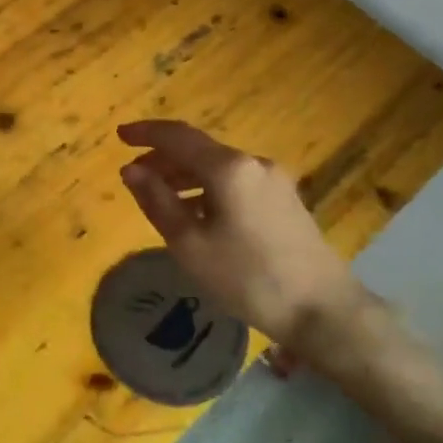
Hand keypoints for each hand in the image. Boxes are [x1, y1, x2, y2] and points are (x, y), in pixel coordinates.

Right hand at [116, 120, 366, 356]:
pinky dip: (207, 188)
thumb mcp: (190, 244)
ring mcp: (274, 181)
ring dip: (184, 175)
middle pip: (199, 150)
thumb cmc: (248, 278)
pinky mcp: (284, 200)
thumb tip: (131, 170)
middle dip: (163, 159)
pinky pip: (235, 182)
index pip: (178, 136)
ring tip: (160, 198)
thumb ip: (157, 201)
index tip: (119, 136)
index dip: (145, 133)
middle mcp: (253, 163)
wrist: (323, 309)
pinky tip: (196, 214)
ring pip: (217, 167)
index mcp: (229, 167)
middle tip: (134, 178)